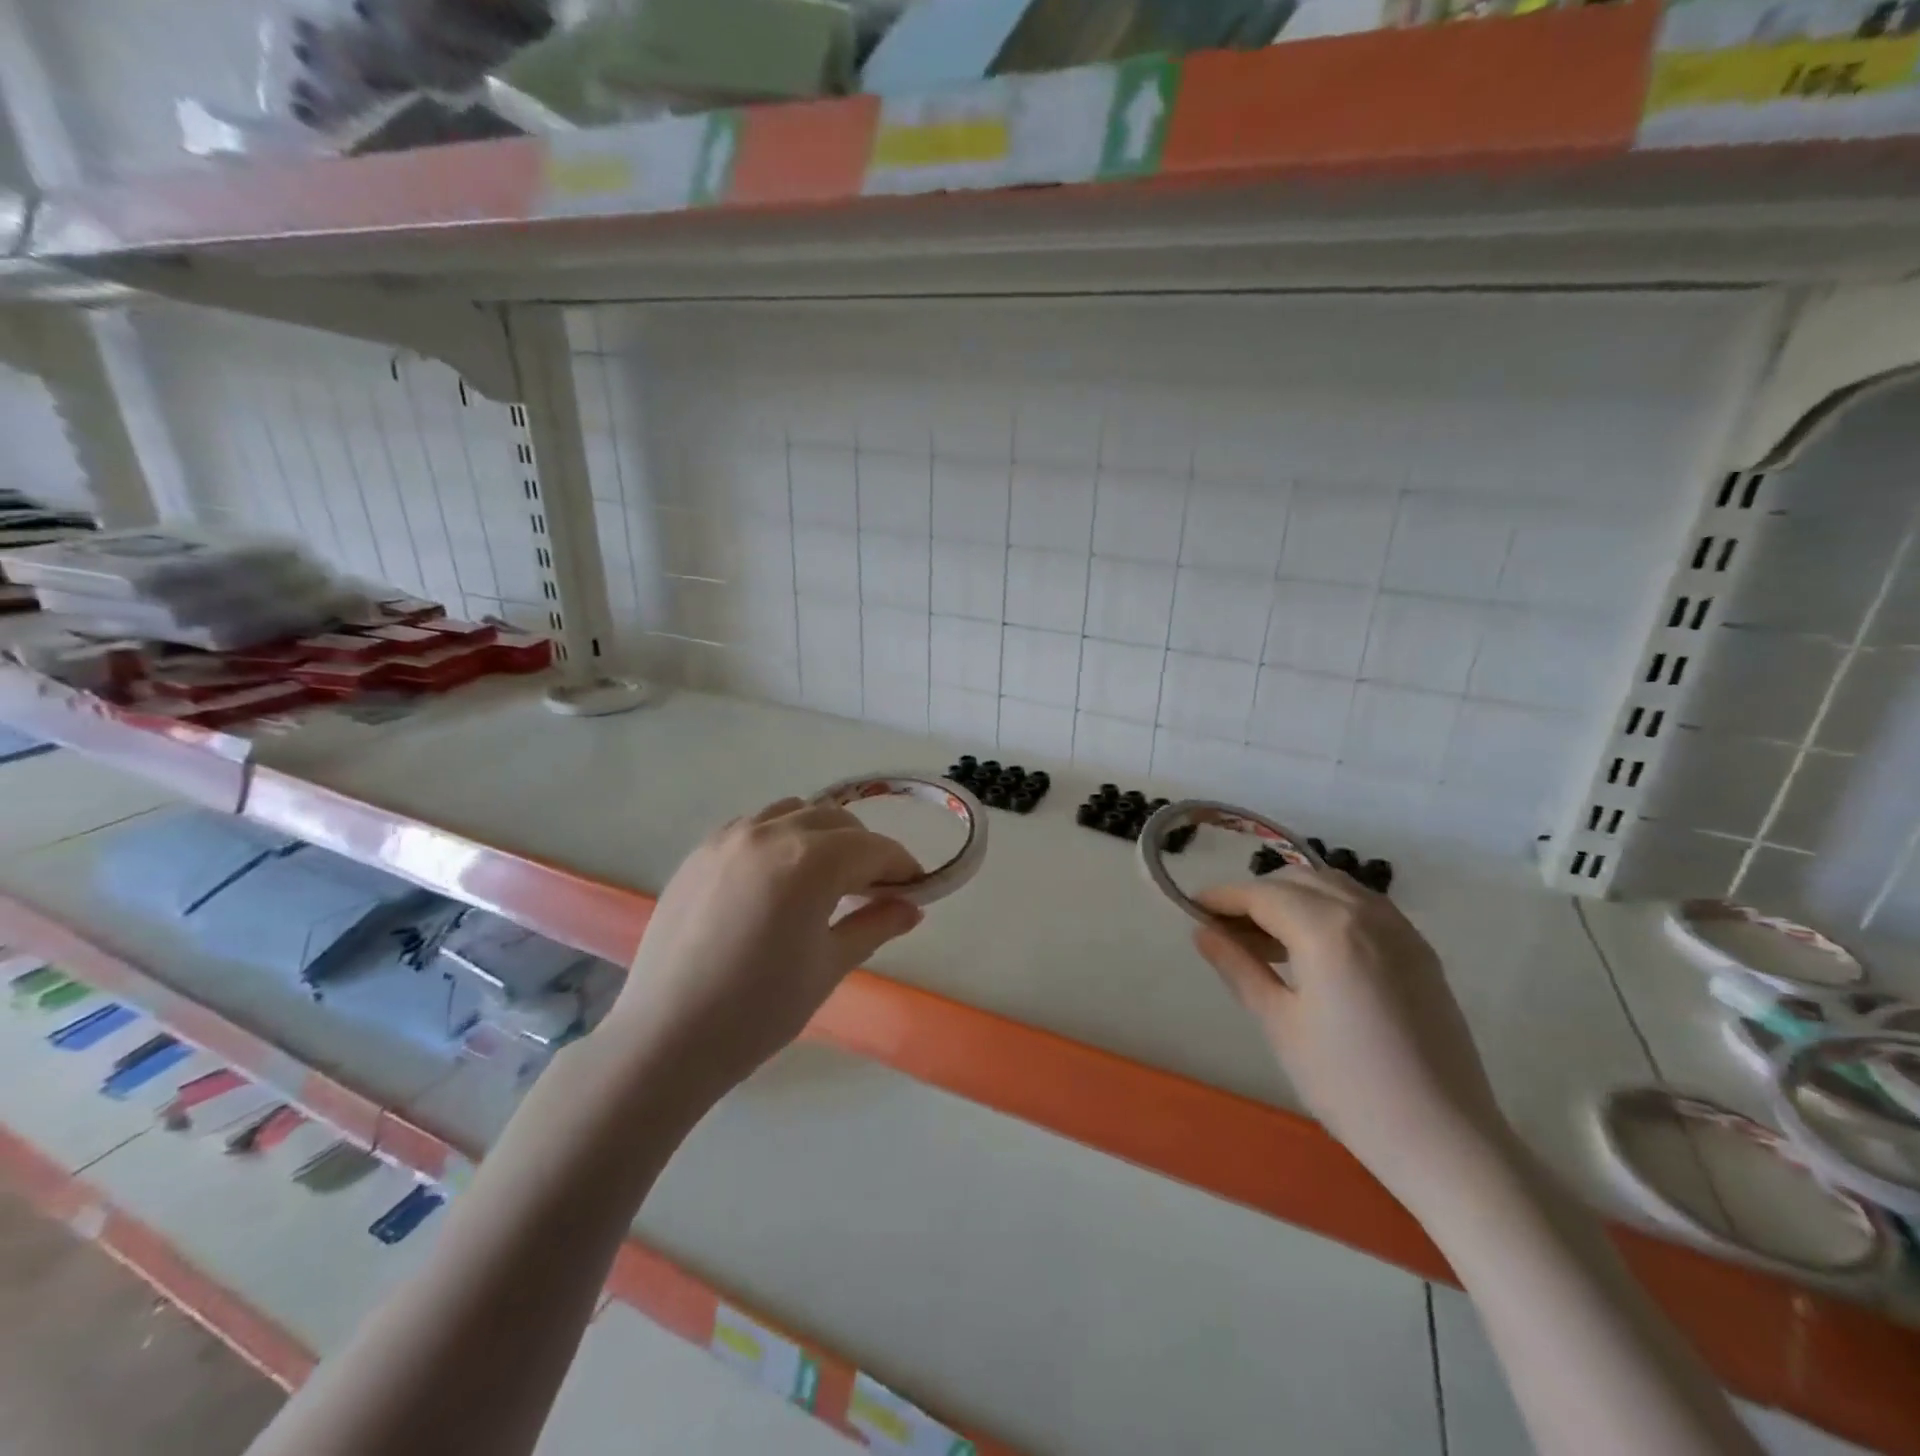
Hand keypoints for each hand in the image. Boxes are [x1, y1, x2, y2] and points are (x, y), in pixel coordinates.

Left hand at [611, 797, 924, 1097]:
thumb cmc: (759, 1010)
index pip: (874, 847)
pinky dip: (781, 837)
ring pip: (795, 812)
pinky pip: (755, 825)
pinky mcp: (700, 851)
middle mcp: (771, 833)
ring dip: (822, 836)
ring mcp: (729, 837)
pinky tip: (776, 879)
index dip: (902, 865)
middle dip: (864, 849)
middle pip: (837, 821)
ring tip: (823, 879)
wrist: (666, 1038)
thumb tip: (912, 908)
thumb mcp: (829, 966)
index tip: (915, 888)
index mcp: (809, 862)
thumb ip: (875, 925)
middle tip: (873, 890)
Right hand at [1192, 870, 1511, 1208]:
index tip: (1192, 906)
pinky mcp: (1420, 951)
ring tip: (1267, 938)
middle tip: (1226, 929)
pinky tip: (1314, 946)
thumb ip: (1239, 967)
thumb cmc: (1348, 1085)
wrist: (1446, 1140)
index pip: (1261, 895)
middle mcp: (1365, 914)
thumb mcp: (1279, 1023)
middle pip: (1296, 882)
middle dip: (1255, 895)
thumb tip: (1203, 932)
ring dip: (1293, 897)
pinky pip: (1364, 906)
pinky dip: (1329, 909)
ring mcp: (1400, 930)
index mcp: (1327, 930)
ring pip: (1333, 887)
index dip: (1222, 897)